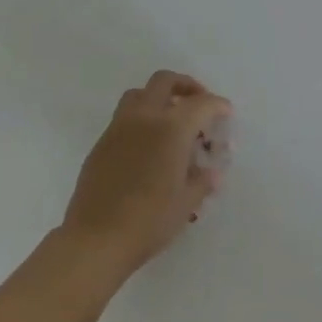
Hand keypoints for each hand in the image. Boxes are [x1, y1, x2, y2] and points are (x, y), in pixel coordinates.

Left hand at [62, 71, 232, 274]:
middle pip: (165, 81)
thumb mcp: (187, 202)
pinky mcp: (101, 144)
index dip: (218, 105)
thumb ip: (202, 181)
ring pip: (139, 94)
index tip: (226, 113)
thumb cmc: (149, 221)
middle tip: (198, 104)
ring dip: (159, 98)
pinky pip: (124, 117)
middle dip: (186, 86)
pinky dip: (141, 119)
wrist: (95, 240)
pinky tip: (148, 146)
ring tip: (171, 121)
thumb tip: (211, 173)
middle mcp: (144, 118)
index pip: (201, 103)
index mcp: (171, 128)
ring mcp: (118, 128)